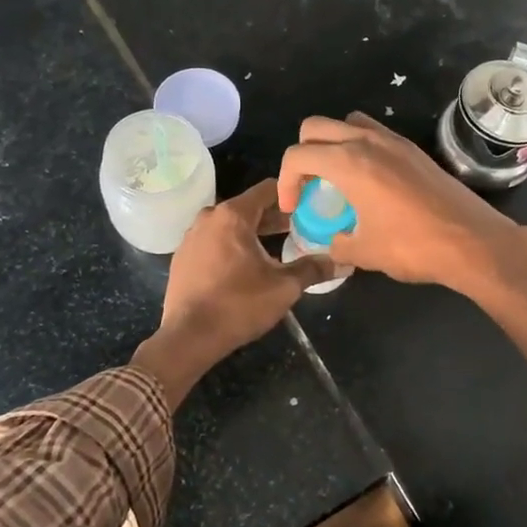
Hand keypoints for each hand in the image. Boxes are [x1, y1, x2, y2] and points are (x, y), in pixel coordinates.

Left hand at [133, 180, 333, 405]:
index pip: (268, 189)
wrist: (188, 337)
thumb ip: (313, 269)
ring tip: (278, 248)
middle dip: (275, 217)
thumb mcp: (284, 287)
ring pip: (230, 225)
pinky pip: (214, 241)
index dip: (292, 195)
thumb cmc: (238, 305)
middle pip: (249, 207)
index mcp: (232, 215)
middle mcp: (209, 217)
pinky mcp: (183, 257)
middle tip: (302, 229)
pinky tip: (247, 267)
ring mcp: (191, 237)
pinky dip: (232, 246)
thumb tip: (344, 263)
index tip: (311, 206)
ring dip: (254, 233)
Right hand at [277, 112, 520, 292]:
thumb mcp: (365, 253)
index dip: (285, 181)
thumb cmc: (413, 246)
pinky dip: (360, 148)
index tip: (294, 207)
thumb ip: (337, 244)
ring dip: (332, 144)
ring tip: (337, 178)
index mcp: (348, 162)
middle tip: (309, 186)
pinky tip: (369, 182)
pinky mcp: (413, 150)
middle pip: (316, 127)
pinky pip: (374, 134)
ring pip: (348, 123)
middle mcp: (368, 142)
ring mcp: (394, 141)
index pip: (297, 154)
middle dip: (303, 153)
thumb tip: (331, 243)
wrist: (473, 241)